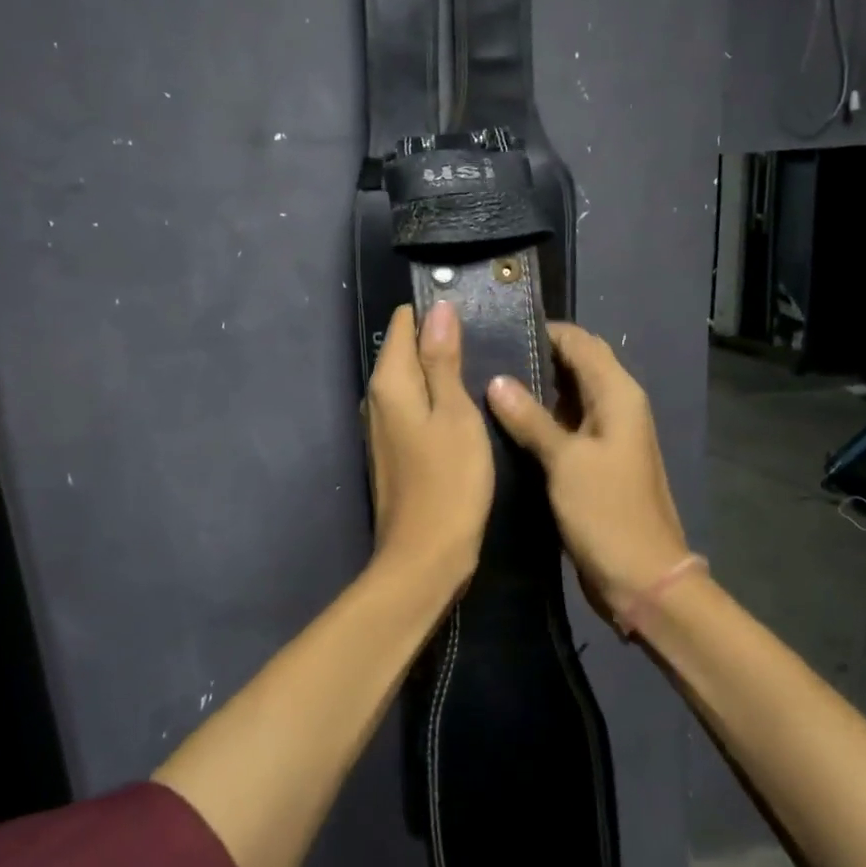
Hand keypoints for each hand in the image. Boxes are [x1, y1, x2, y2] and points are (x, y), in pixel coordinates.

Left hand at [365, 302, 494, 586]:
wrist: (425, 557)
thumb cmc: (449, 482)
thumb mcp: (456, 414)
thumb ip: (444, 361)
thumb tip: (438, 309)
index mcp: (389, 382)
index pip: (403, 322)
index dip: (436, 314)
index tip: (474, 315)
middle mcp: (377, 398)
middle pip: (406, 350)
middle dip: (441, 341)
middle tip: (488, 344)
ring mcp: (382, 426)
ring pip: (412, 380)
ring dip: (442, 372)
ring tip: (484, 369)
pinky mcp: (394, 448)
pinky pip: (415, 406)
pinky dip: (437, 399)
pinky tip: (467, 407)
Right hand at [486, 322, 688, 618]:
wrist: (643, 578)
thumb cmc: (607, 513)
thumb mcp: (565, 461)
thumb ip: (530, 418)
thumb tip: (497, 380)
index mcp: (618, 394)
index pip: (581, 342)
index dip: (544, 332)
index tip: (498, 329)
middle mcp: (617, 406)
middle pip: (577, 365)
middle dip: (538, 357)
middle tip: (485, 355)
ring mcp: (607, 435)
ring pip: (569, 395)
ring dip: (537, 388)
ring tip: (486, 382)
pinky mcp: (596, 461)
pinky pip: (567, 425)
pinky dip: (542, 417)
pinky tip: (506, 421)